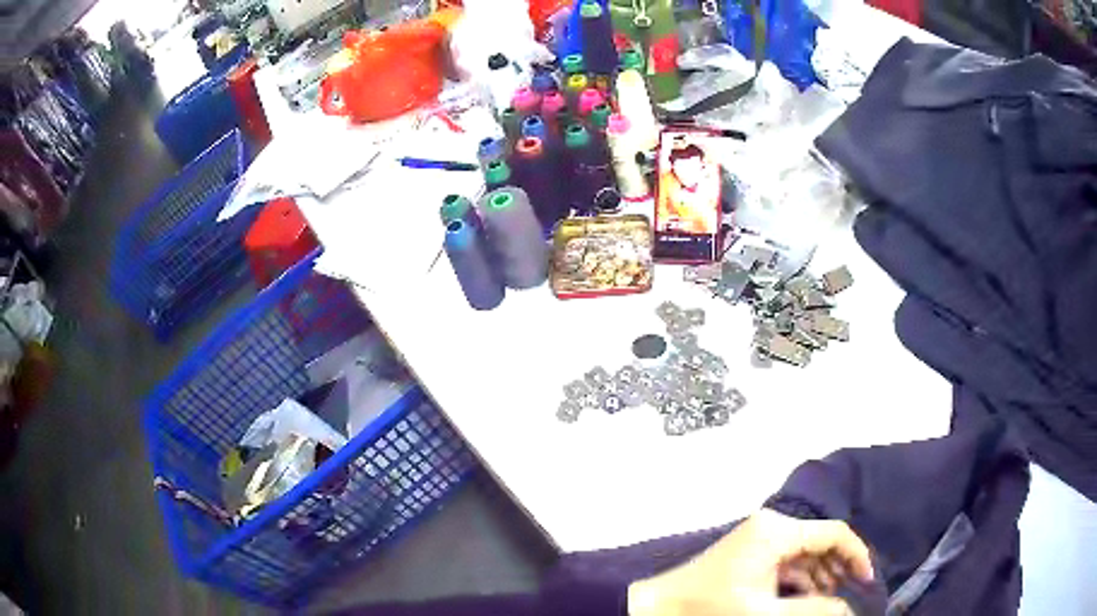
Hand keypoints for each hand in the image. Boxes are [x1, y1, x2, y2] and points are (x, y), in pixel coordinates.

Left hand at [628, 509, 873, 615]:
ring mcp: (759, 539)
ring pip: (805, 554)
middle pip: (820, 542)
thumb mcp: (764, 614)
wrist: (658, 607)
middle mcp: (772, 527)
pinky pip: (788, 562)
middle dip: (838, 568)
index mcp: (778, 531)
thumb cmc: (709, 609)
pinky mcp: (750, 553)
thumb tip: (849, 610)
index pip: (833, 533)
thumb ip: (812, 611)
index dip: (856, 555)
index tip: (866, 582)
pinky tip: (806, 598)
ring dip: (821, 576)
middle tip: (849, 594)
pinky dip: (801, 579)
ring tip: (830, 601)